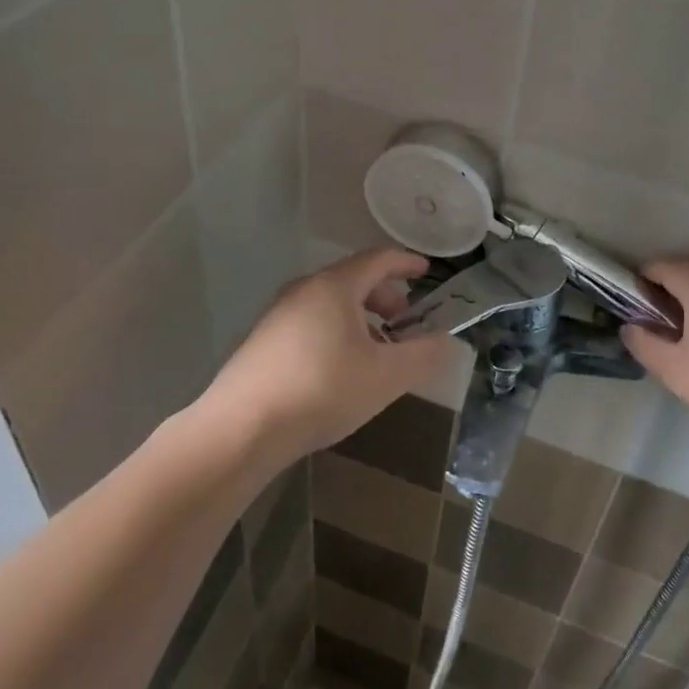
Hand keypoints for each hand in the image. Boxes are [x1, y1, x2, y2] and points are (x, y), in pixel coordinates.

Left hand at [206, 247, 451, 460]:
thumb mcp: (386, 376)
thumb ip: (423, 355)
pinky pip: (310, 322)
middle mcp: (303, 290)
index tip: (426, 272)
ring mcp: (278, 315)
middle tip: (403, 323)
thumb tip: (447, 341)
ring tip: (375, 351)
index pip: (378, 259)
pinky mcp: (262, 342)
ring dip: (359, 318)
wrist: (241, 428)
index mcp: (335, 286)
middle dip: (384, 297)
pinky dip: (335, 332)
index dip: (406, 263)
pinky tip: (339, 369)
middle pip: (352, 279)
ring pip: (329, 303)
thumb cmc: (322, 390)